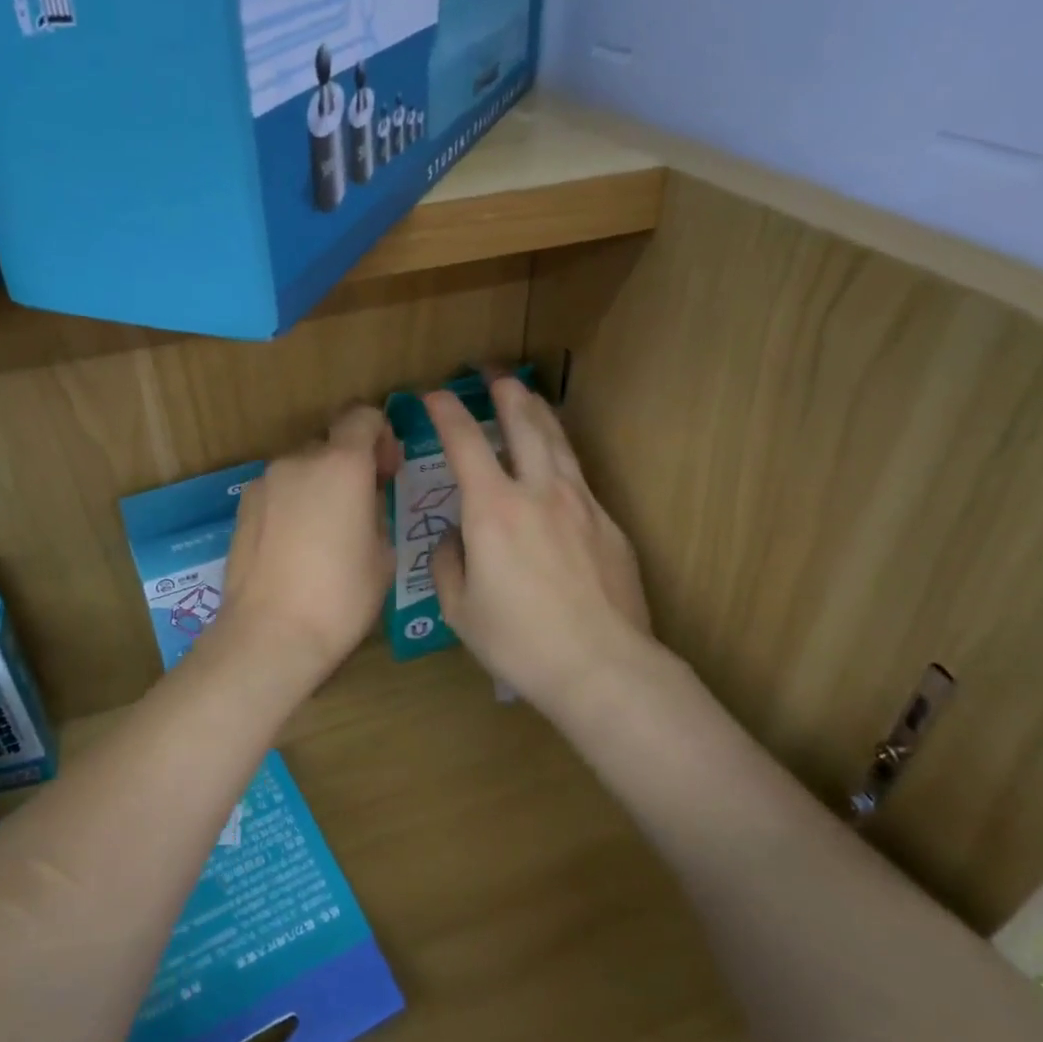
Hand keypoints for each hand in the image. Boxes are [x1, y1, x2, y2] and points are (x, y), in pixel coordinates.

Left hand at [213, 405, 399, 679]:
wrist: (269, 634)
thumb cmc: (340, 596)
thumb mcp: (382, 553)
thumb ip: (376, 509)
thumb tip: (364, 500)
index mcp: (341, 463)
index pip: (363, 416)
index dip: (381, 436)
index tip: (386, 472)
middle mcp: (298, 460)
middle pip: (330, 443)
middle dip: (349, 464)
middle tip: (360, 506)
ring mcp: (264, 482)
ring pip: (301, 468)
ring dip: (318, 484)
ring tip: (325, 533)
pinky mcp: (242, 507)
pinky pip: (278, 491)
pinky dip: (293, 503)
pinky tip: (295, 546)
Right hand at [426, 373, 664, 718]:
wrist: (602, 667)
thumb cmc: (519, 641)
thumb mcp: (459, 609)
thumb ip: (449, 562)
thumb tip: (457, 538)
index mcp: (492, 509)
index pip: (464, 442)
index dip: (446, 412)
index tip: (434, 395)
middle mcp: (538, 492)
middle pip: (524, 424)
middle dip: (506, 393)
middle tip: (494, 374)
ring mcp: (581, 504)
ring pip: (558, 442)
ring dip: (539, 413)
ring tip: (529, 397)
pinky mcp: (609, 525)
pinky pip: (579, 478)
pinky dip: (561, 458)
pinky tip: (557, 467)